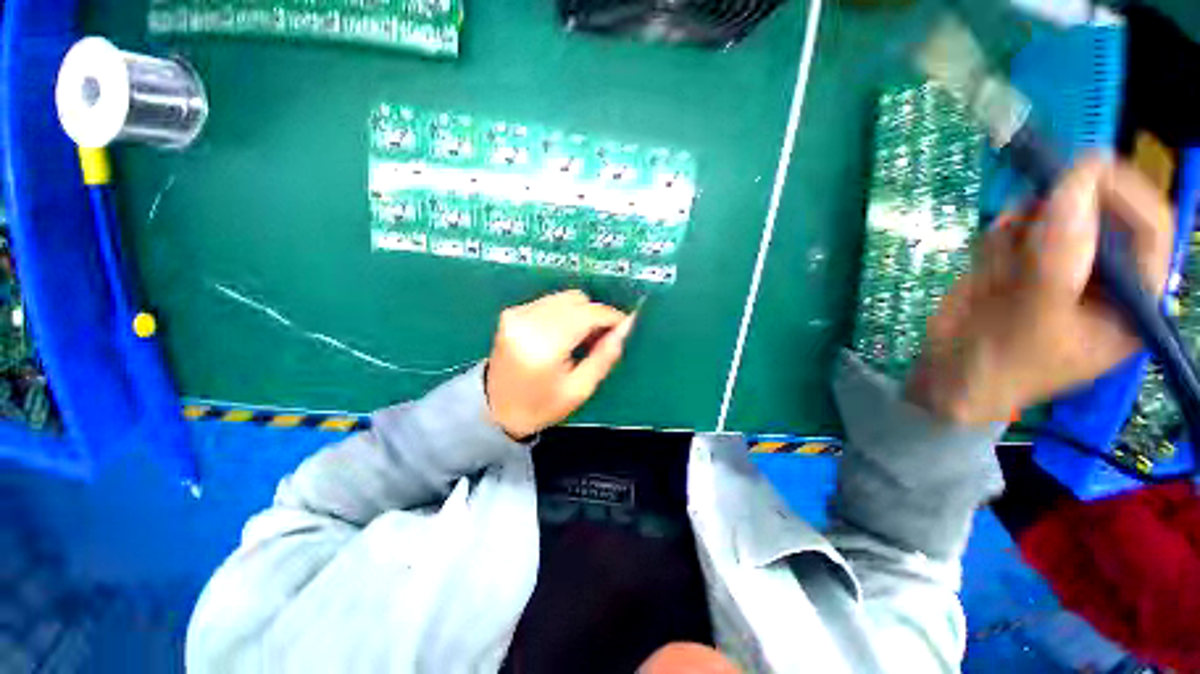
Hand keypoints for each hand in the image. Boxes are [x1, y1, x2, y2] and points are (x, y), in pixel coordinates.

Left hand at [486, 290, 634, 438]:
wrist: (496, 410)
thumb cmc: (542, 406)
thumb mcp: (580, 389)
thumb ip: (605, 355)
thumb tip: (625, 327)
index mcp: (544, 345)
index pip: (587, 314)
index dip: (610, 316)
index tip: (623, 326)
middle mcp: (528, 322)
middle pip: (576, 300)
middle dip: (595, 314)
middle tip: (600, 337)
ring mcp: (516, 314)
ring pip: (564, 297)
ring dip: (580, 312)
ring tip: (581, 337)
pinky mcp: (511, 313)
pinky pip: (550, 301)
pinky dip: (564, 312)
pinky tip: (563, 333)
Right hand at [907, 157, 1174, 423]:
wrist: (949, 373)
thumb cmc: (1004, 365)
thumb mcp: (1037, 319)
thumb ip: (1059, 256)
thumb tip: (1077, 180)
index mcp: (1131, 297)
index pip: (1148, 229)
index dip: (1122, 193)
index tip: (1080, 169)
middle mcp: (1103, 273)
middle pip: (1094, 214)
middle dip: (1053, 221)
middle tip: (1021, 233)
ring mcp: (1060, 262)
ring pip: (1047, 216)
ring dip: (1016, 237)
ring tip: (997, 275)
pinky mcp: (1022, 259)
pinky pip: (1014, 227)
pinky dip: (995, 241)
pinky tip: (986, 271)